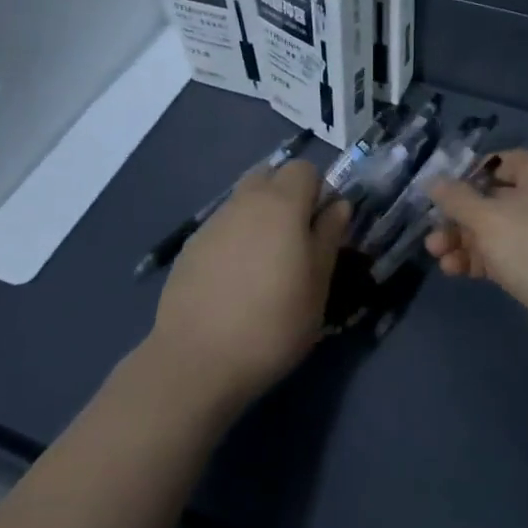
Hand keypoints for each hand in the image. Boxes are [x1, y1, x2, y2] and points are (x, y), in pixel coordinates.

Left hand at [148, 159, 350, 407]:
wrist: (197, 359)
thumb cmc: (274, 322)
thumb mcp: (318, 284)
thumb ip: (329, 236)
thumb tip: (338, 205)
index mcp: (281, 203)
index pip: (304, 168)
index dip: (317, 191)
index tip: (321, 227)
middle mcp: (244, 201)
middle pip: (269, 176)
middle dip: (286, 196)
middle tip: (296, 241)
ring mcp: (212, 223)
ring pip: (243, 201)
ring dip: (260, 218)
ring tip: (265, 265)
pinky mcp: (190, 247)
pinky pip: (222, 227)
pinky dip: (235, 239)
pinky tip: (235, 282)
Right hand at [428, 150, 527, 365]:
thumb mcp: (487, 216)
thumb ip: (456, 198)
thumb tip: (432, 181)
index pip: (501, 161)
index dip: (470, 171)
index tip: (441, 188)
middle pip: (492, 198)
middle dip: (458, 215)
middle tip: (431, 229)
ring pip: (494, 230)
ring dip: (462, 240)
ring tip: (435, 253)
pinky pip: (501, 255)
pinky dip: (478, 259)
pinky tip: (453, 270)